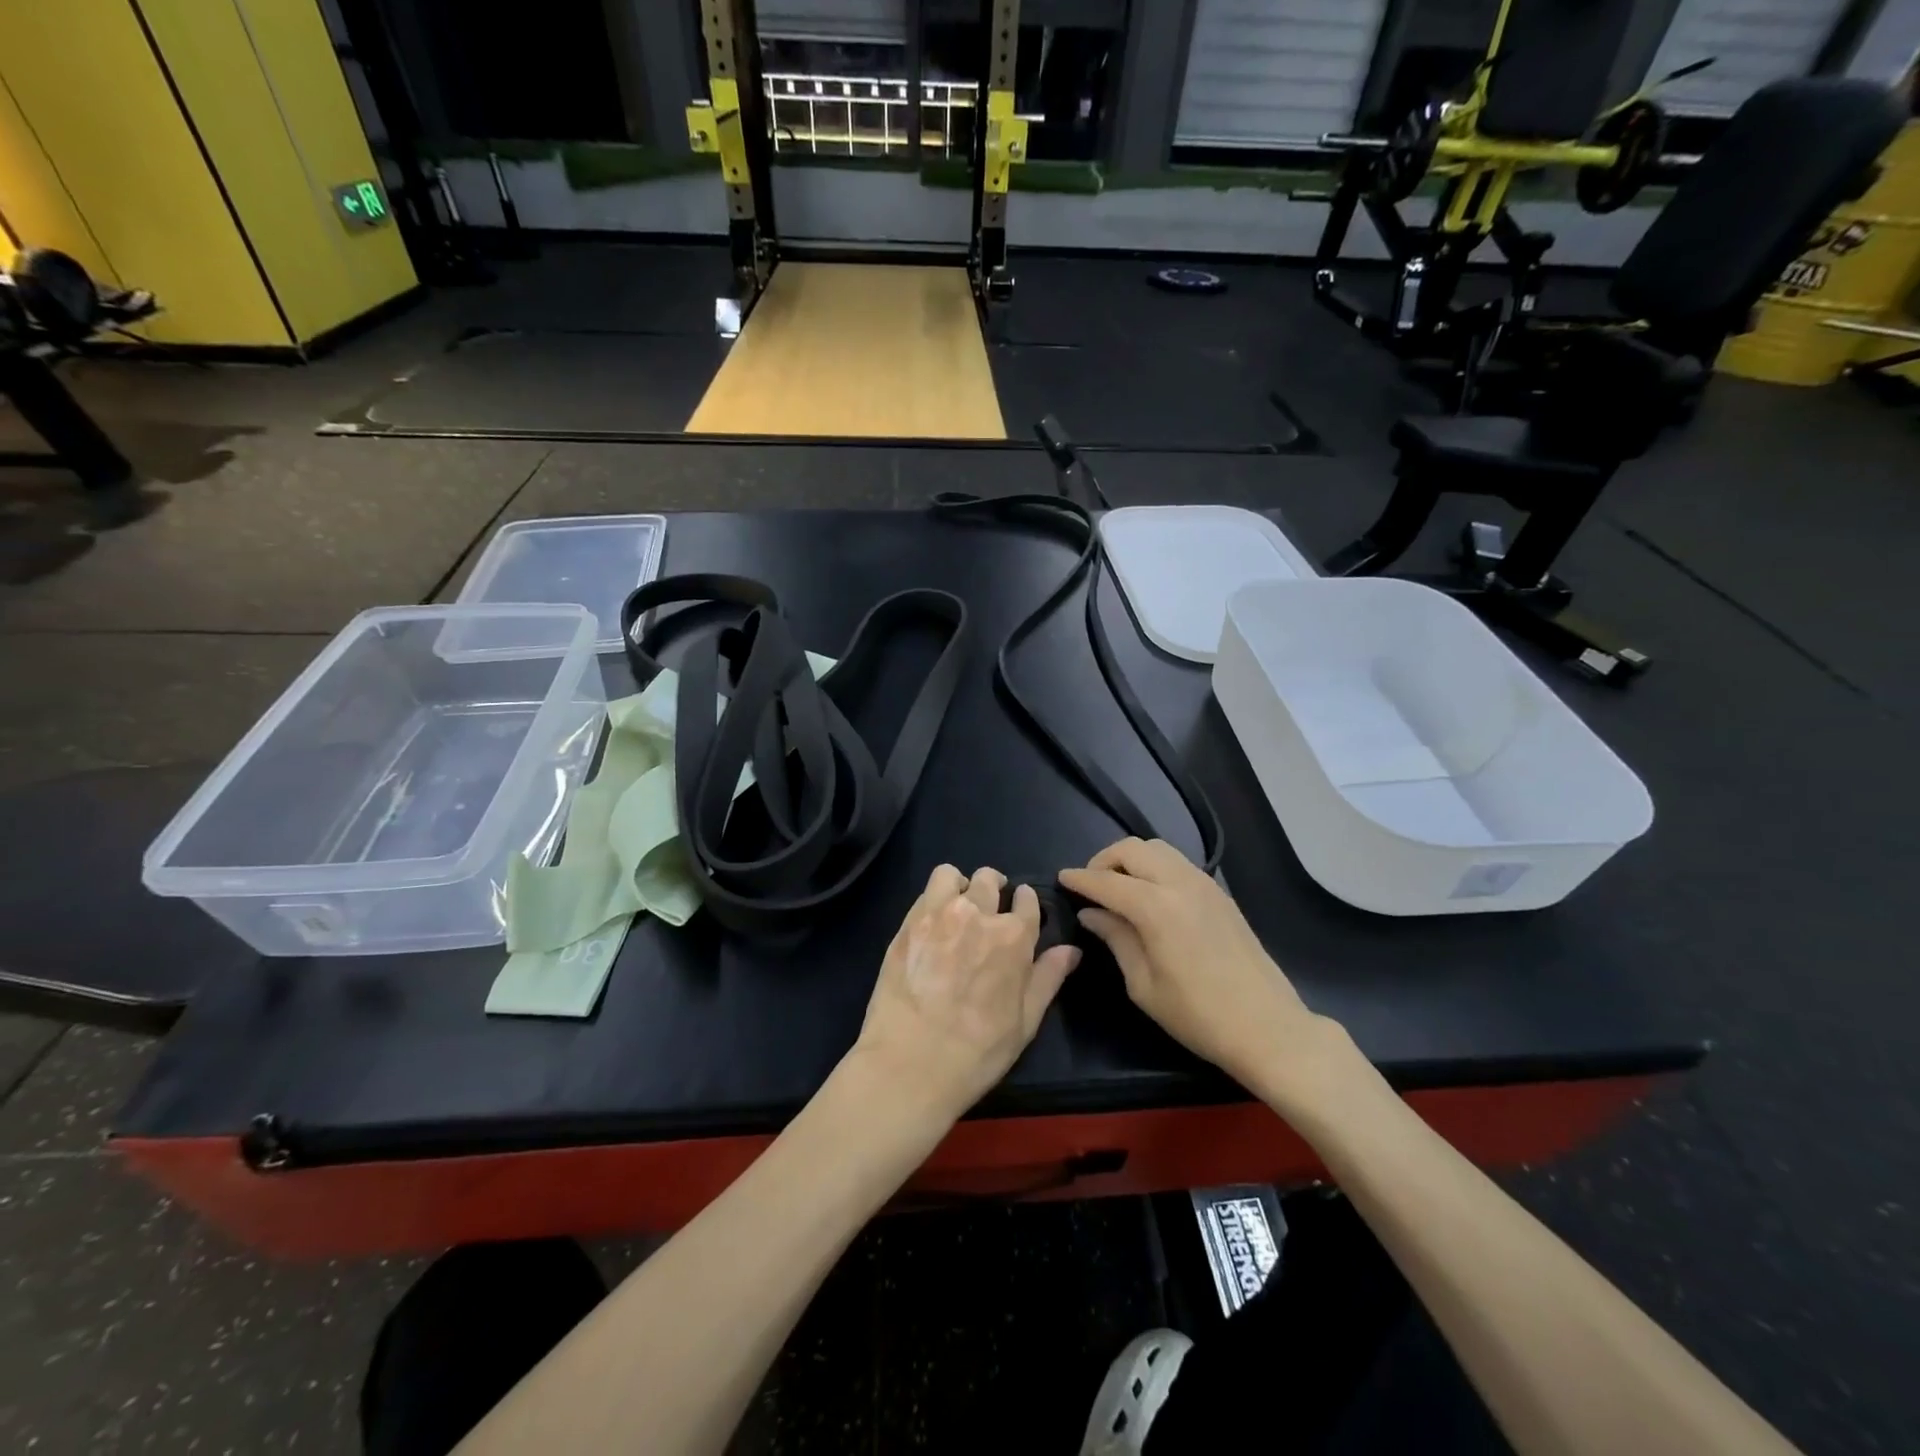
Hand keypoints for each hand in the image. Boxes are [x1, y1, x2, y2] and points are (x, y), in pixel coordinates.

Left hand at [853, 865, 1080, 1122]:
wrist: (910, 1063)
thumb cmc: (977, 1051)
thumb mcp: (1025, 1021)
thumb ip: (1048, 978)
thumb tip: (1071, 950)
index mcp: (1014, 936)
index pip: (1027, 899)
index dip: (1026, 903)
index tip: (1021, 910)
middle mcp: (978, 914)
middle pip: (989, 879)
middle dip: (994, 888)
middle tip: (989, 909)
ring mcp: (938, 914)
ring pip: (951, 875)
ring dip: (960, 885)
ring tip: (957, 906)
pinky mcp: (907, 923)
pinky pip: (924, 893)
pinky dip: (933, 899)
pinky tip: (933, 924)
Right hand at [1060, 839, 1349, 1112]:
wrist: (1267, 1027)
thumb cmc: (1197, 1015)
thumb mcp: (1143, 985)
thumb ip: (1115, 938)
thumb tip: (1091, 913)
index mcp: (1156, 907)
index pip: (1106, 881)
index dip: (1080, 879)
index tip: (1061, 878)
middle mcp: (1180, 883)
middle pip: (1132, 849)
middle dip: (1104, 860)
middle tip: (1090, 885)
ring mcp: (1204, 884)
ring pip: (1157, 849)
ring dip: (1131, 859)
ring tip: (1118, 887)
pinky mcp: (1220, 893)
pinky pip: (1178, 862)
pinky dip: (1155, 866)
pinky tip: (1149, 895)